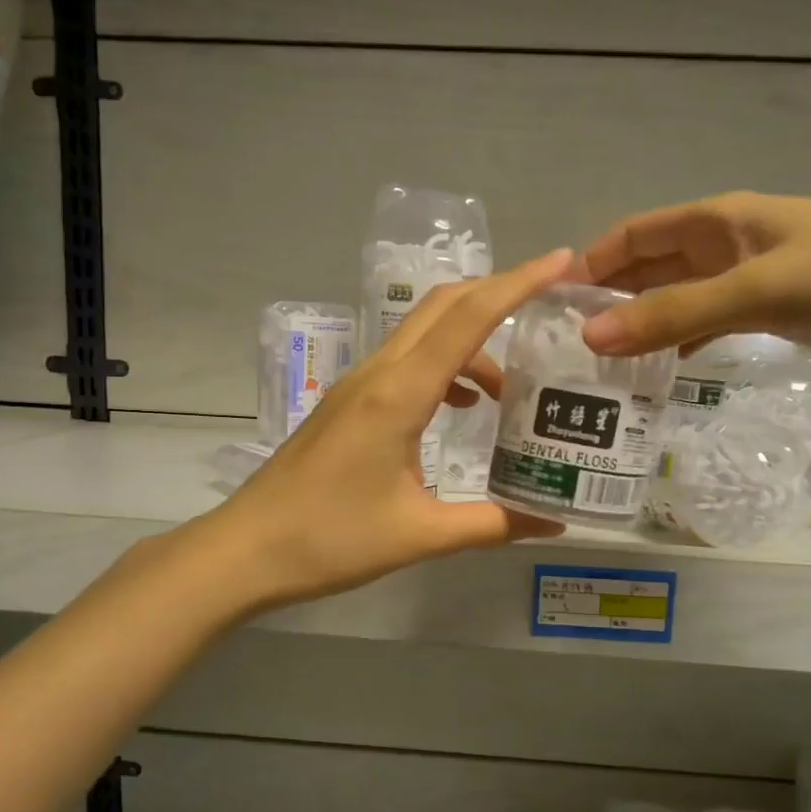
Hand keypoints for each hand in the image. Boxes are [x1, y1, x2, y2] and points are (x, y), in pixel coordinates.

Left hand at [209, 249, 574, 609]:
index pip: (467, 318)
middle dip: (498, 294)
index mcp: (399, 394)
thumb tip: (553, 524)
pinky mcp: (348, 403)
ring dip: (471, 342)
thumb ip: (491, 524)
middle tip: (549, 307)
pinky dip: (444, 368)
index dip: (518, 284)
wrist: (247, 549)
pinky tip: (461, 407)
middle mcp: (378, 374)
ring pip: (423, 335)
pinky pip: (406, 363)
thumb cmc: (330, 540)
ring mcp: (357, 385)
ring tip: (511, 389)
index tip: (563, 263)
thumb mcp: (421, 536)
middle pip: (443, 307)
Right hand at [577, 192, 810, 365]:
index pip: (632, 235)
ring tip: (600, 368)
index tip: (550, 307)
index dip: (589, 265)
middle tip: (566, 347)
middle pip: (649, 268)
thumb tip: (591, 339)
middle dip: (609, 299)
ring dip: (641, 325)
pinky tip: (661, 373)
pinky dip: (680, 343)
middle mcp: (725, 245)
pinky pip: (707, 324)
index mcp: (717, 220)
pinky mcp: (772, 312)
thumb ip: (674, 314)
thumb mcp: (759, 290)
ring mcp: (748, 280)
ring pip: (676, 299)